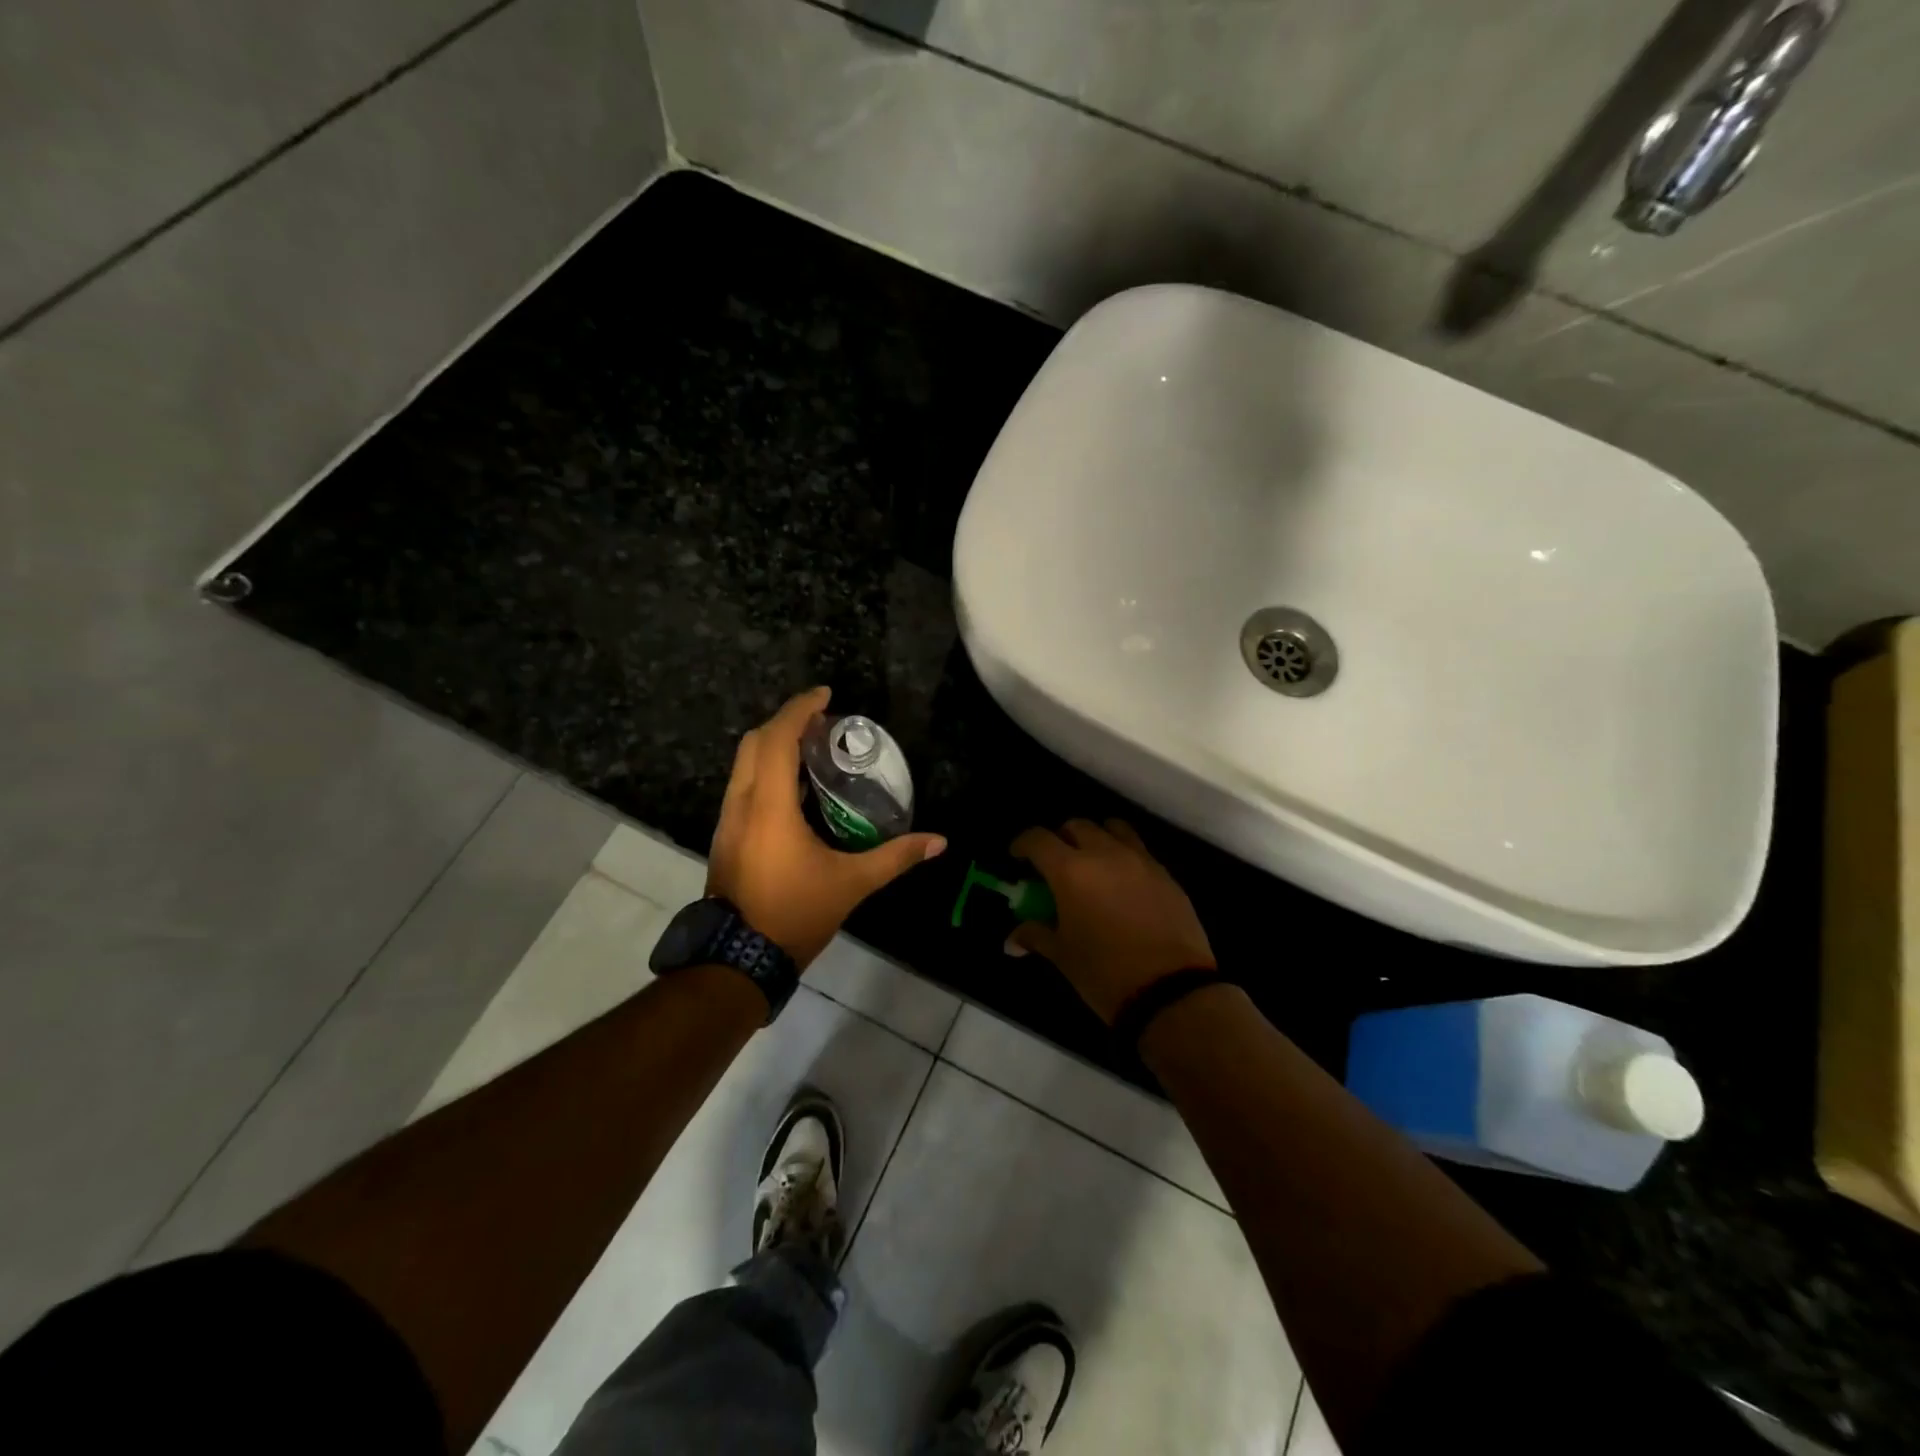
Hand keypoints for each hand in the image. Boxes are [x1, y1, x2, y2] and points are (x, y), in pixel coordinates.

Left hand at [708, 687, 945, 967]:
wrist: (736, 960)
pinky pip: (742, 785)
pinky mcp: (725, 837)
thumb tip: (939, 842)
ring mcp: (727, 821)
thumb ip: (895, 857)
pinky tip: (793, 788)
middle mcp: (741, 804)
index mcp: (769, 806)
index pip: (778, 739)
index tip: (826, 694)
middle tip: (822, 722)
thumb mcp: (852, 884)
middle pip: (753, 742)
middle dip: (785, 722)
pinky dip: (765, 770)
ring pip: (743, 763)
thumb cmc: (794, 914)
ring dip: (772, 745)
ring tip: (811, 748)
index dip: (800, 709)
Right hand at [1008, 818, 1214, 1024]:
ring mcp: (1140, 861)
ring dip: (1096, 838)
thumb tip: (1012, 941)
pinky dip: (1124, 856)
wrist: (1171, 993)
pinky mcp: (1166, 875)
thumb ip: (1036, 936)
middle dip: (1061, 839)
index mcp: (1071, 871)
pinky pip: (1139, 851)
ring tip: (1093, 864)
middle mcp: (1105, 854)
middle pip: (1077, 826)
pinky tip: (1123, 886)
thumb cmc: (1105, 973)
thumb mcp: (1063, 956)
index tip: (1018, 858)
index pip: (1038, 839)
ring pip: (1113, 829)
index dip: (1023, 844)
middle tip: (1056, 864)